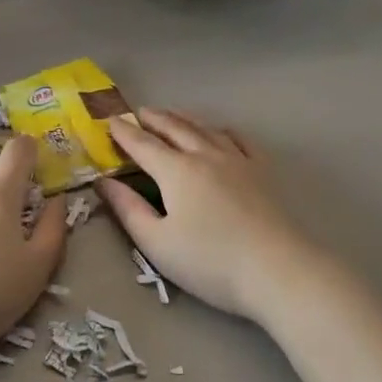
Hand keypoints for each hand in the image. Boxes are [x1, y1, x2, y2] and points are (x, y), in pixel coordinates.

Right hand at [95, 109, 315, 324]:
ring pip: (204, 128)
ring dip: (183, 117)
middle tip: (139, 111)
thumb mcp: (157, 244)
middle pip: (174, 127)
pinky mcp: (261, 170)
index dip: (124, 132)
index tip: (110, 121)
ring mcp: (236, 159)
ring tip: (172, 113)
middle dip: (153, 118)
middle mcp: (204, 154)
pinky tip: (220, 131)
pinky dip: (222, 130)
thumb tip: (104, 181)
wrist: (277, 269)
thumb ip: (128, 209)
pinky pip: (239, 138)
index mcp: (175, 170)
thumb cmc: (210, 262)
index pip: (143, 144)